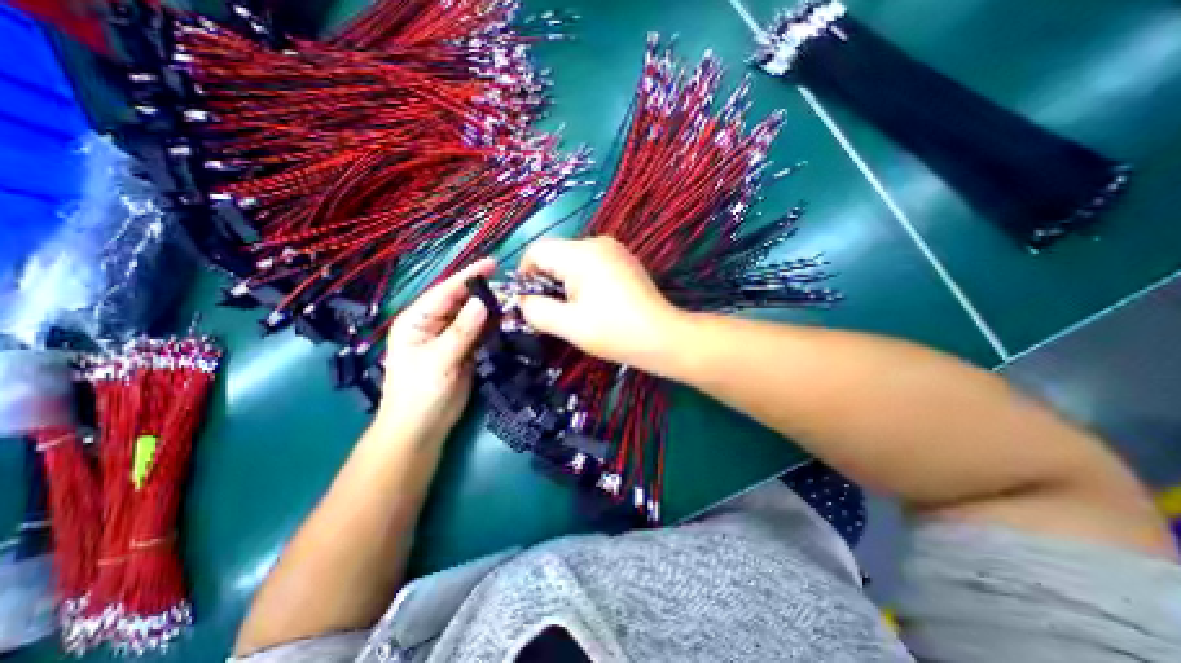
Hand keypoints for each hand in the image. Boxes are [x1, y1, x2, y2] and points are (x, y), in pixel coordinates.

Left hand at [372, 257, 493, 439]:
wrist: (422, 429)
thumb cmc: (419, 394)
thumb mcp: (439, 360)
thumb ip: (461, 331)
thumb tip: (482, 303)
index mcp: (417, 320)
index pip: (445, 292)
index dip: (468, 277)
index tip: (492, 264)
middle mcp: (434, 324)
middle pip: (461, 302)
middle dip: (483, 292)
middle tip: (510, 285)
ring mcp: (451, 338)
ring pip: (473, 317)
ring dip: (491, 309)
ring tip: (514, 300)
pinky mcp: (465, 351)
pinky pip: (481, 333)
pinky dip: (493, 327)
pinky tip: (508, 320)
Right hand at [518, 236, 682, 370]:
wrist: (663, 337)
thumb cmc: (615, 332)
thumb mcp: (569, 325)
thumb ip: (536, 310)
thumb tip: (522, 300)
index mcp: (581, 254)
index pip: (537, 250)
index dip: (524, 274)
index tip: (529, 301)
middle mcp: (597, 242)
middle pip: (555, 254)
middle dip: (547, 280)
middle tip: (555, 311)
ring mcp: (614, 249)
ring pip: (572, 259)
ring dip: (565, 282)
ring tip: (577, 310)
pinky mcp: (624, 260)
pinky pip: (591, 263)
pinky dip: (583, 280)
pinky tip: (595, 303)